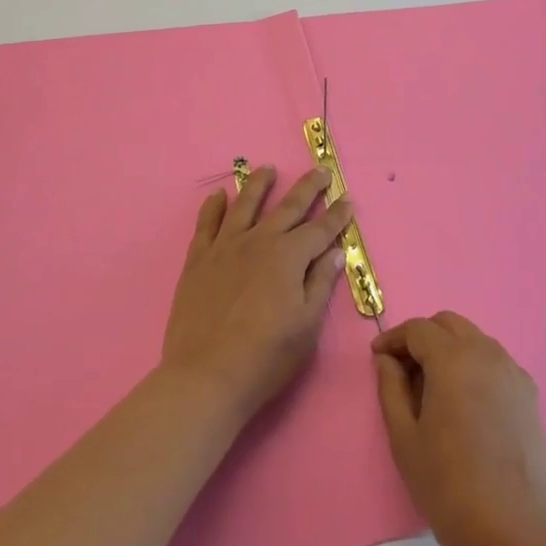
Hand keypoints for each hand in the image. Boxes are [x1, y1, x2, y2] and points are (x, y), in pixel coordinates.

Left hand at [160, 165, 351, 424]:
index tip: (347, 199)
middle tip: (320, 171)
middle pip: (287, 207)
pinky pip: (206, 224)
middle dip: (308, 188)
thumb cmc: (266, 357)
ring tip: (268, 169)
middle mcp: (259, 241)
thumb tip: (336, 251)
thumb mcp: (307, 325)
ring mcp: (225, 247)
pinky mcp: (198, 260)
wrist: (206, 377)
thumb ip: (321, 283)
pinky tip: (219, 196)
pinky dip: (213, 207)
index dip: (336, 215)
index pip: (320, 229)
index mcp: (288, 257)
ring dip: (259, 184)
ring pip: (245, 204)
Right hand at [373, 312, 545, 545]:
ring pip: (474, 340)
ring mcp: (512, 372)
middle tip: (403, 370)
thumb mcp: (405, 439)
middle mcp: (486, 353)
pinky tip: (464, 403)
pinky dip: (474, 366)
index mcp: (453, 359)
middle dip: (422, 337)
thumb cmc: (450, 487)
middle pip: (448, 324)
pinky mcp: (529, 394)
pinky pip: (494, 362)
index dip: (393, 338)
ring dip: (449, 349)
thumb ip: (391, 389)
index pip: (418, 329)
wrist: (517, 534)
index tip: (377, 358)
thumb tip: (387, 360)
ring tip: (432, 388)